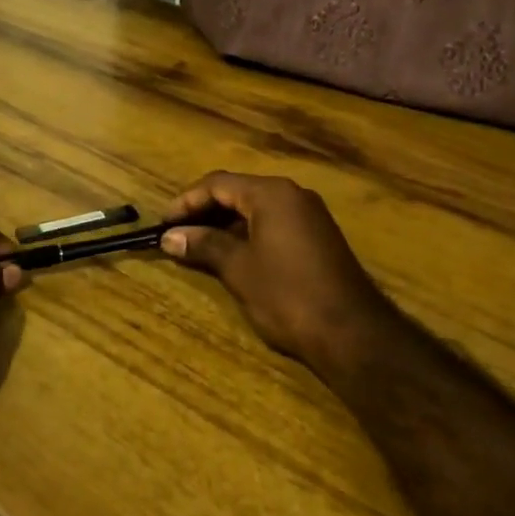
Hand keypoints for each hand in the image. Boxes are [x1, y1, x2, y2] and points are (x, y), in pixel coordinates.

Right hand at [159, 171, 397, 377]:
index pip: (218, 183)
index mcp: (272, 194)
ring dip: (225, 223)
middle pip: (238, 191)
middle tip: (176, 233)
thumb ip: (204, 245)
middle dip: (205, 211)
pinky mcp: (318, 237)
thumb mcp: (239, 269)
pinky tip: (232, 254)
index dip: (186, 201)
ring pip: (256, 208)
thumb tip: (169, 237)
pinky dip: (248, 233)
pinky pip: (274, 223)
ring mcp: (309, 215)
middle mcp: (293, 195)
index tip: (162, 222)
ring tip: (197, 245)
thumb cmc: (287, 295)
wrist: (352, 332)